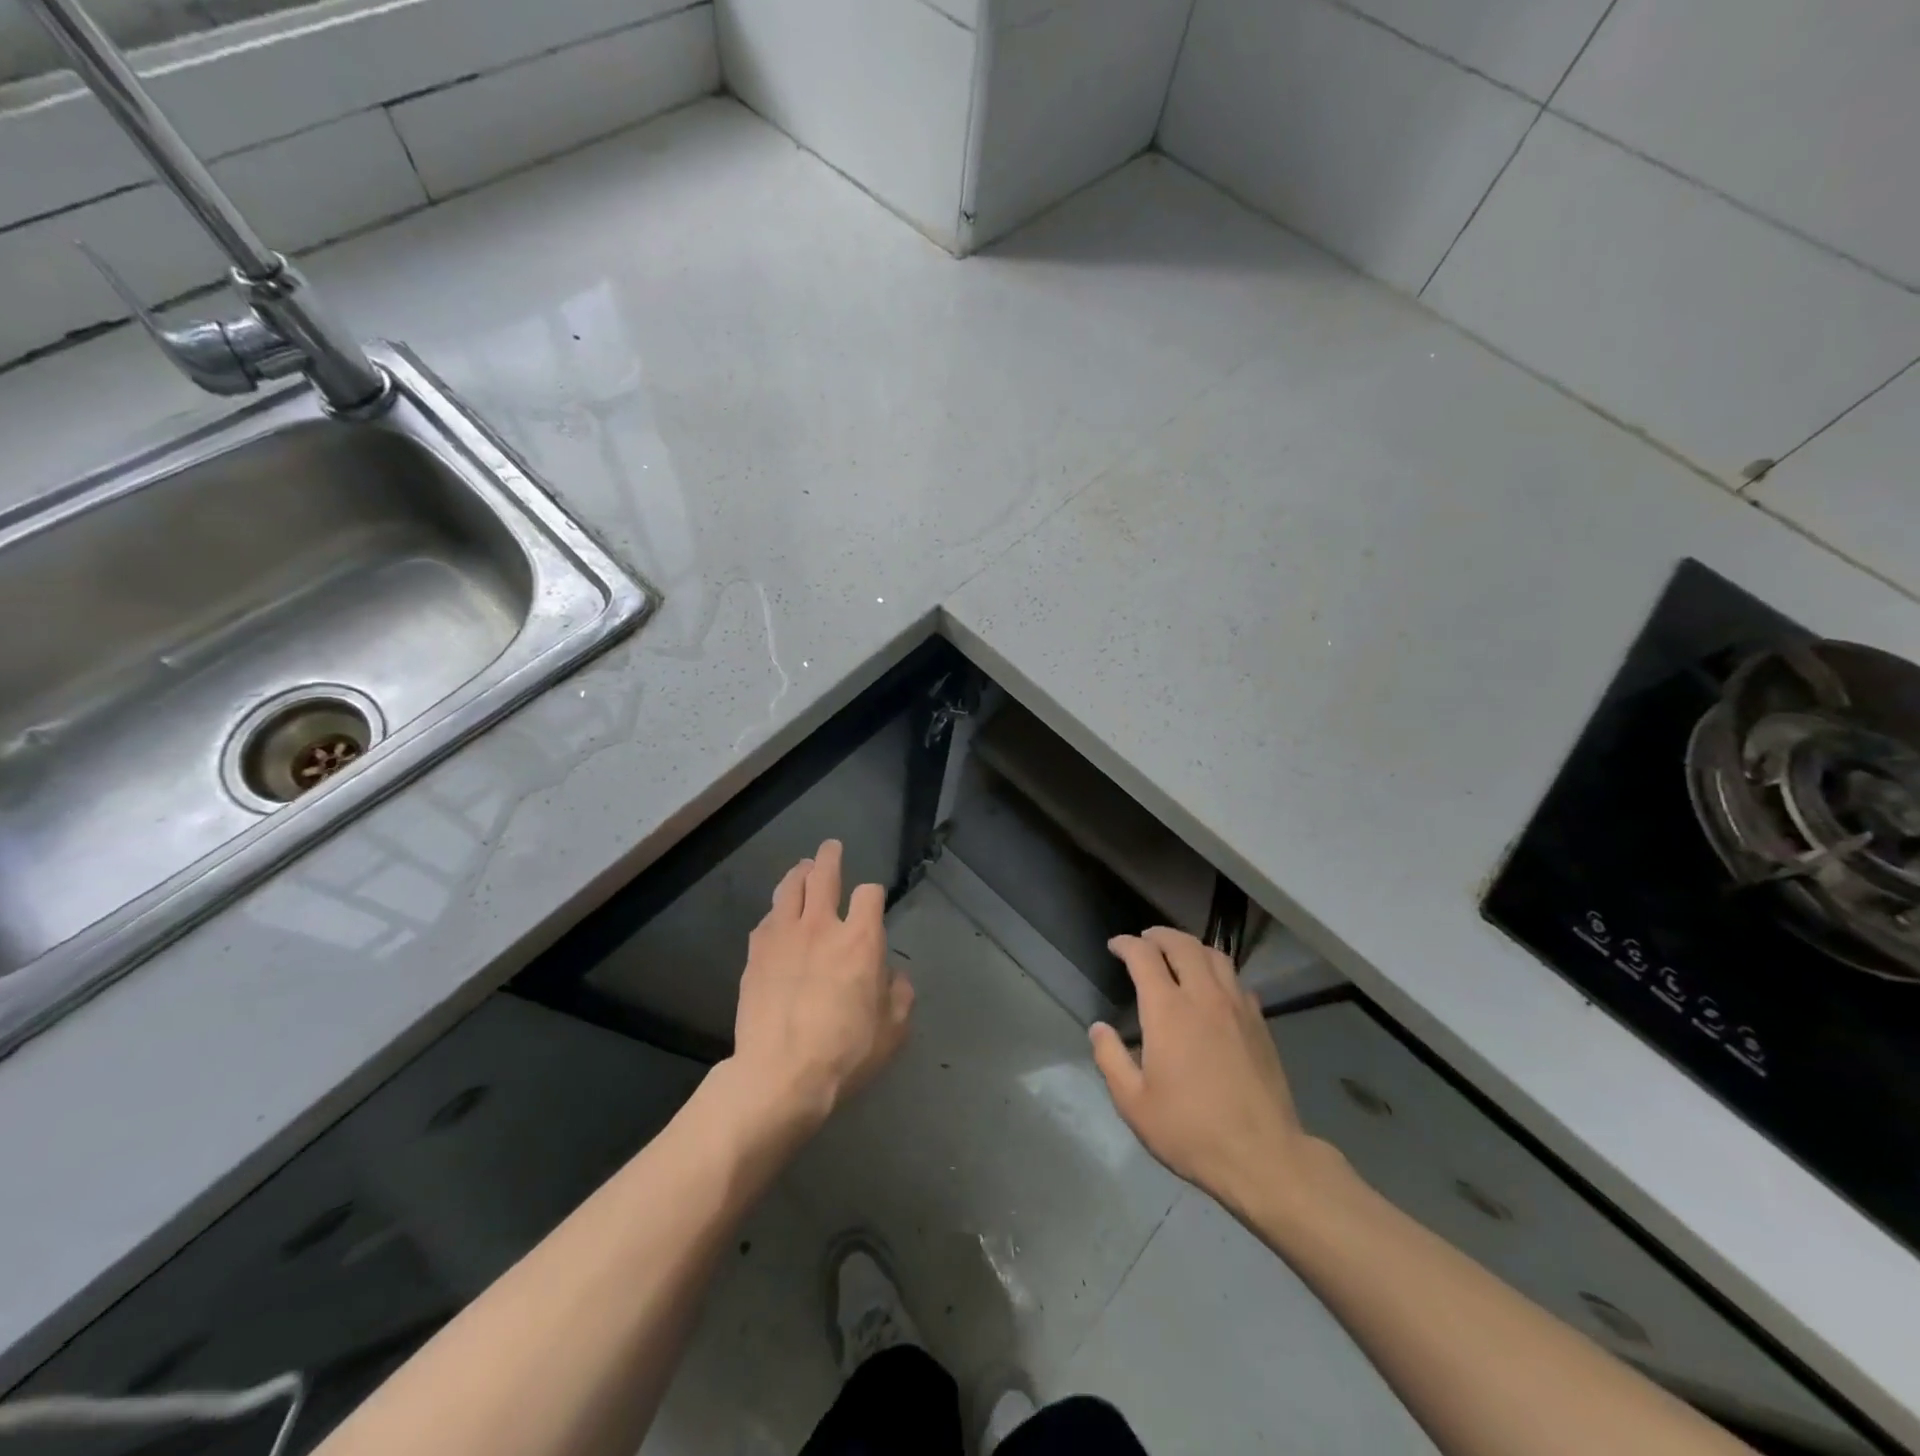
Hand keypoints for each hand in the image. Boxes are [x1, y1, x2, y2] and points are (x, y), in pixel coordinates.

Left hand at [729, 840, 913, 1133]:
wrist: (780, 1075)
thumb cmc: (845, 1053)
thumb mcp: (893, 1030)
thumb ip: (899, 994)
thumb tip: (892, 976)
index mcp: (860, 940)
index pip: (869, 894)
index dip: (873, 894)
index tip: (871, 902)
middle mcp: (822, 926)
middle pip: (824, 874)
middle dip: (830, 857)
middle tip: (831, 848)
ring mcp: (784, 937)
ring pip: (789, 888)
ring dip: (798, 874)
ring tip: (802, 869)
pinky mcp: (756, 954)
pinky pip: (766, 920)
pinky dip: (776, 912)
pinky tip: (776, 918)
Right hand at [1091, 927, 1319, 1217]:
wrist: (1263, 1157)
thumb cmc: (1190, 1130)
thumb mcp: (1134, 1103)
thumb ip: (1111, 1059)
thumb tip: (1099, 1028)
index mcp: (1168, 1011)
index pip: (1144, 956)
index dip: (1126, 944)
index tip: (1115, 946)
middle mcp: (1203, 996)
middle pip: (1182, 944)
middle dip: (1159, 935)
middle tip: (1144, 940)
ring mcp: (1236, 1007)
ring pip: (1215, 956)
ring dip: (1191, 947)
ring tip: (1178, 955)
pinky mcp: (1260, 1024)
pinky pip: (1237, 980)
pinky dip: (1217, 971)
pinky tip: (1213, 989)